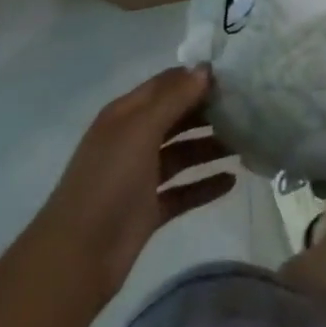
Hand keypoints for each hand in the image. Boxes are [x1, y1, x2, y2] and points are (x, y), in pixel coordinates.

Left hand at [45, 65, 236, 298]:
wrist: (77, 257)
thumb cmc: (108, 182)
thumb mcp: (140, 130)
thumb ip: (174, 98)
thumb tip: (205, 69)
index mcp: (126, 115)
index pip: (166, 84)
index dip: (195, 77)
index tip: (233, 74)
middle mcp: (133, 140)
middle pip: (177, 117)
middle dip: (209, 110)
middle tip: (248, 107)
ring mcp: (141, 177)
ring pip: (183, 153)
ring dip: (211, 146)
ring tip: (248, 142)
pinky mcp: (150, 209)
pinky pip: (184, 190)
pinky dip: (206, 185)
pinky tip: (233, 180)